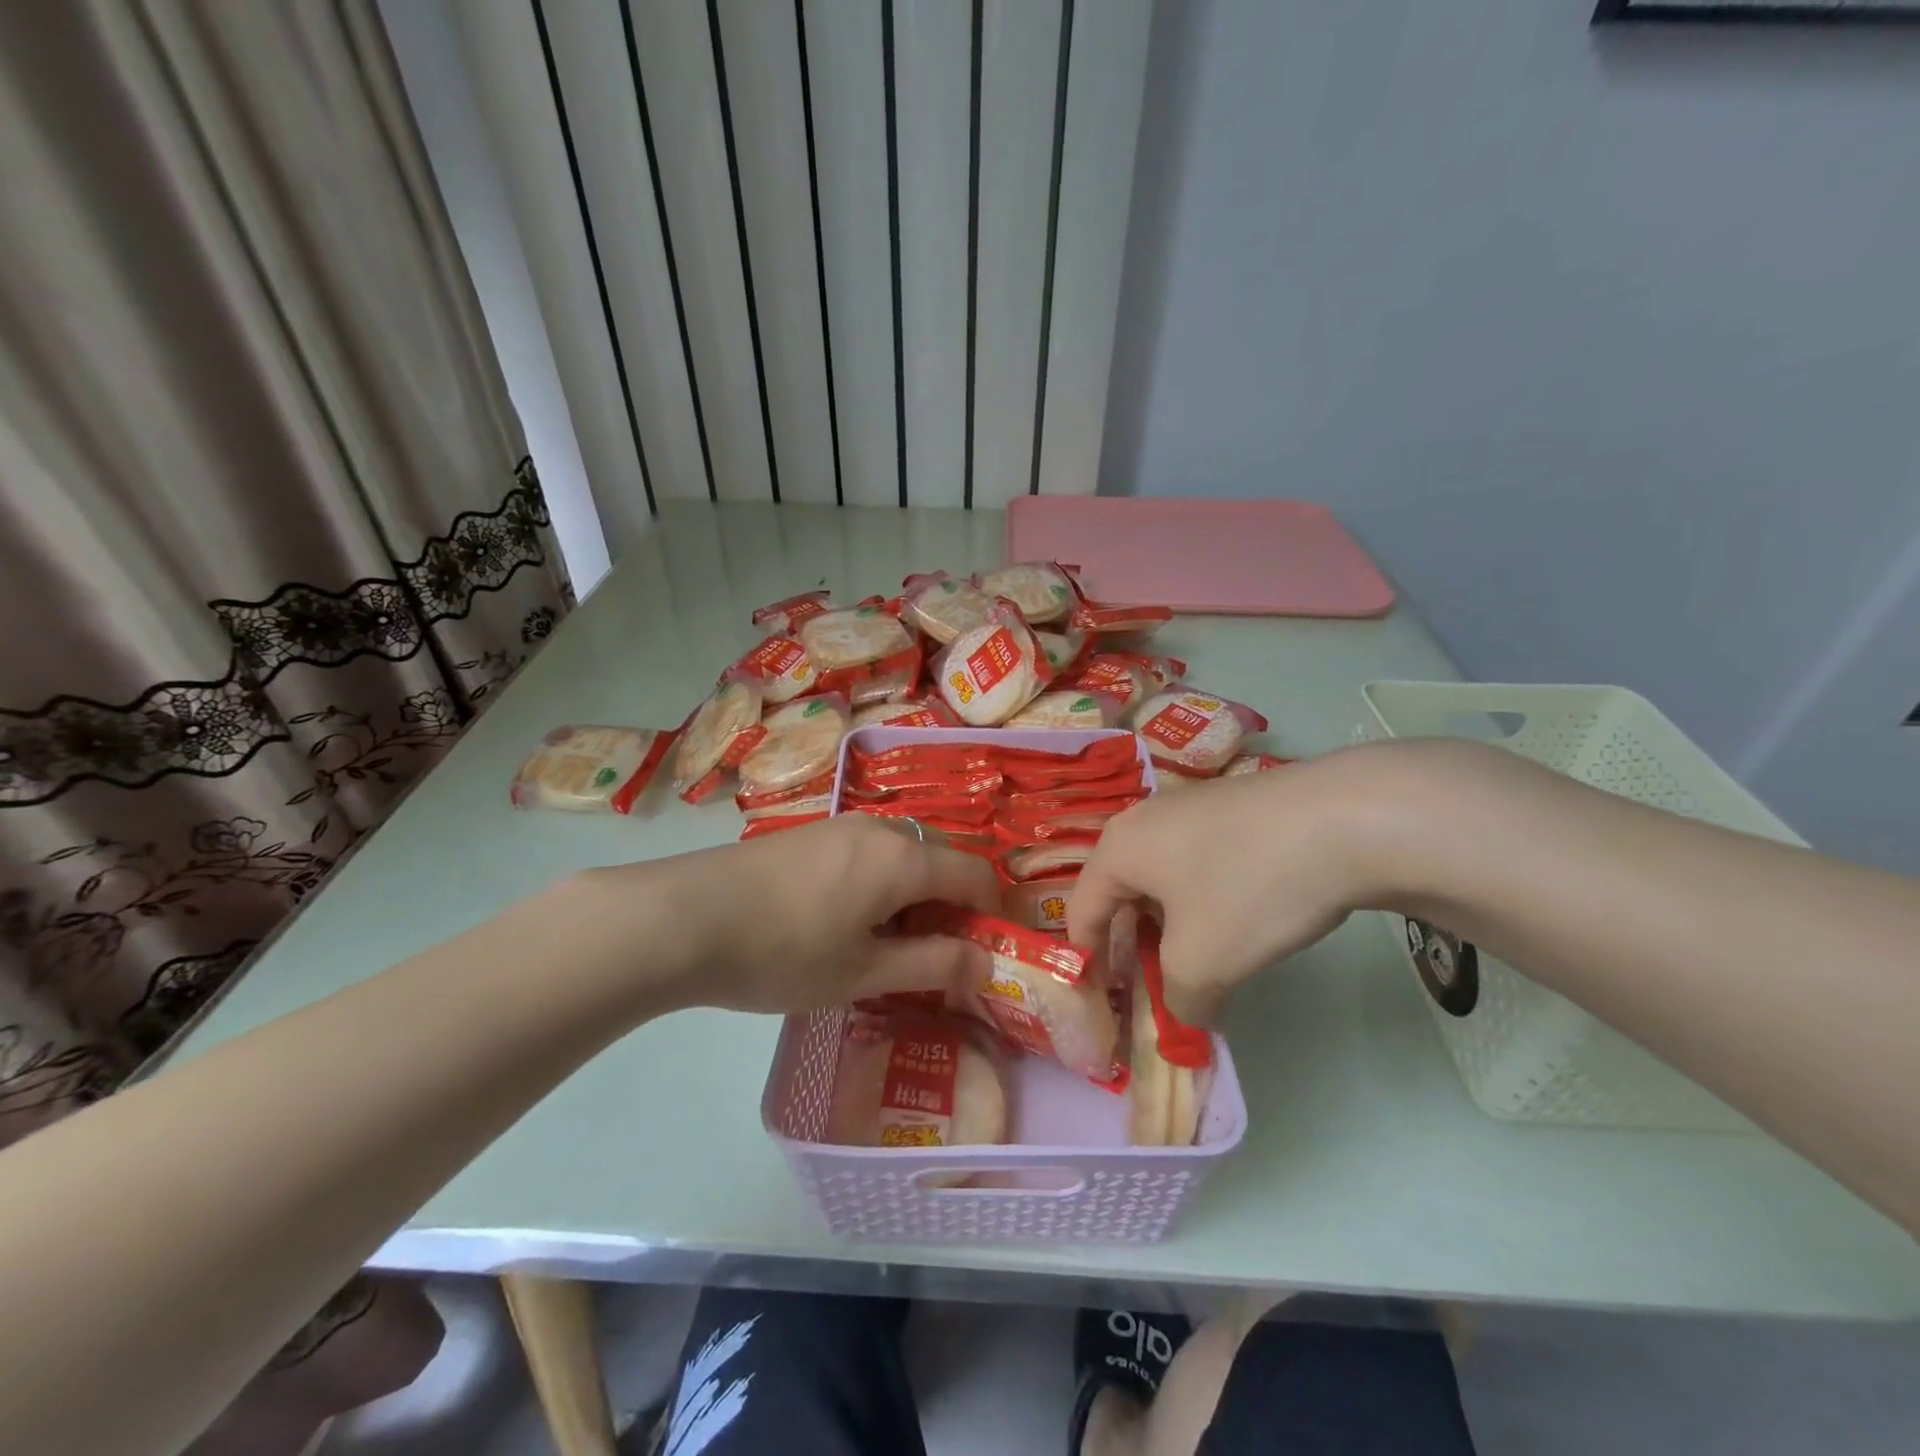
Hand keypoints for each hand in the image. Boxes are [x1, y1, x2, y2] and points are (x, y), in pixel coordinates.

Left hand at [603, 815, 1000, 1016]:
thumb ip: (932, 965)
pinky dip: (876, 886)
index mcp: (904, 858)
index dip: (989, 914)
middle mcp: (879, 828)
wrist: (682, 918)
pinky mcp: (809, 834)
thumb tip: (986, 962)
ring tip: (878, 948)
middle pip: (938, 861)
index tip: (980, 956)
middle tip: (925, 961)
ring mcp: (840, 826)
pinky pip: (866, 854)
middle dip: (947, 909)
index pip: (975, 874)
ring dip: (909, 898)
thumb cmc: (783, 952)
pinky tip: (839, 924)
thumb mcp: (863, 972)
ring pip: (900, 857)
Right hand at [1068, 748, 1405, 1025]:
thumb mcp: (1204, 962)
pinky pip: (1203, 864)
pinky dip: (1209, 902)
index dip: (1089, 963)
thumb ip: (1180, 1002)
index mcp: (1119, 848)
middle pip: (1123, 895)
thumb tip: (1189, 1015)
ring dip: (1175, 927)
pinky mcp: (1236, 810)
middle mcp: (1145, 820)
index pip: (1081, 912)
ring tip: (1203, 963)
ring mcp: (1193, 809)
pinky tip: (1244, 922)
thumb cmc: (1249, 887)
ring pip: (1166, 880)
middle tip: (1156, 989)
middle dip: (1136, 947)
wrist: (1347, 818)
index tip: (1108, 1005)